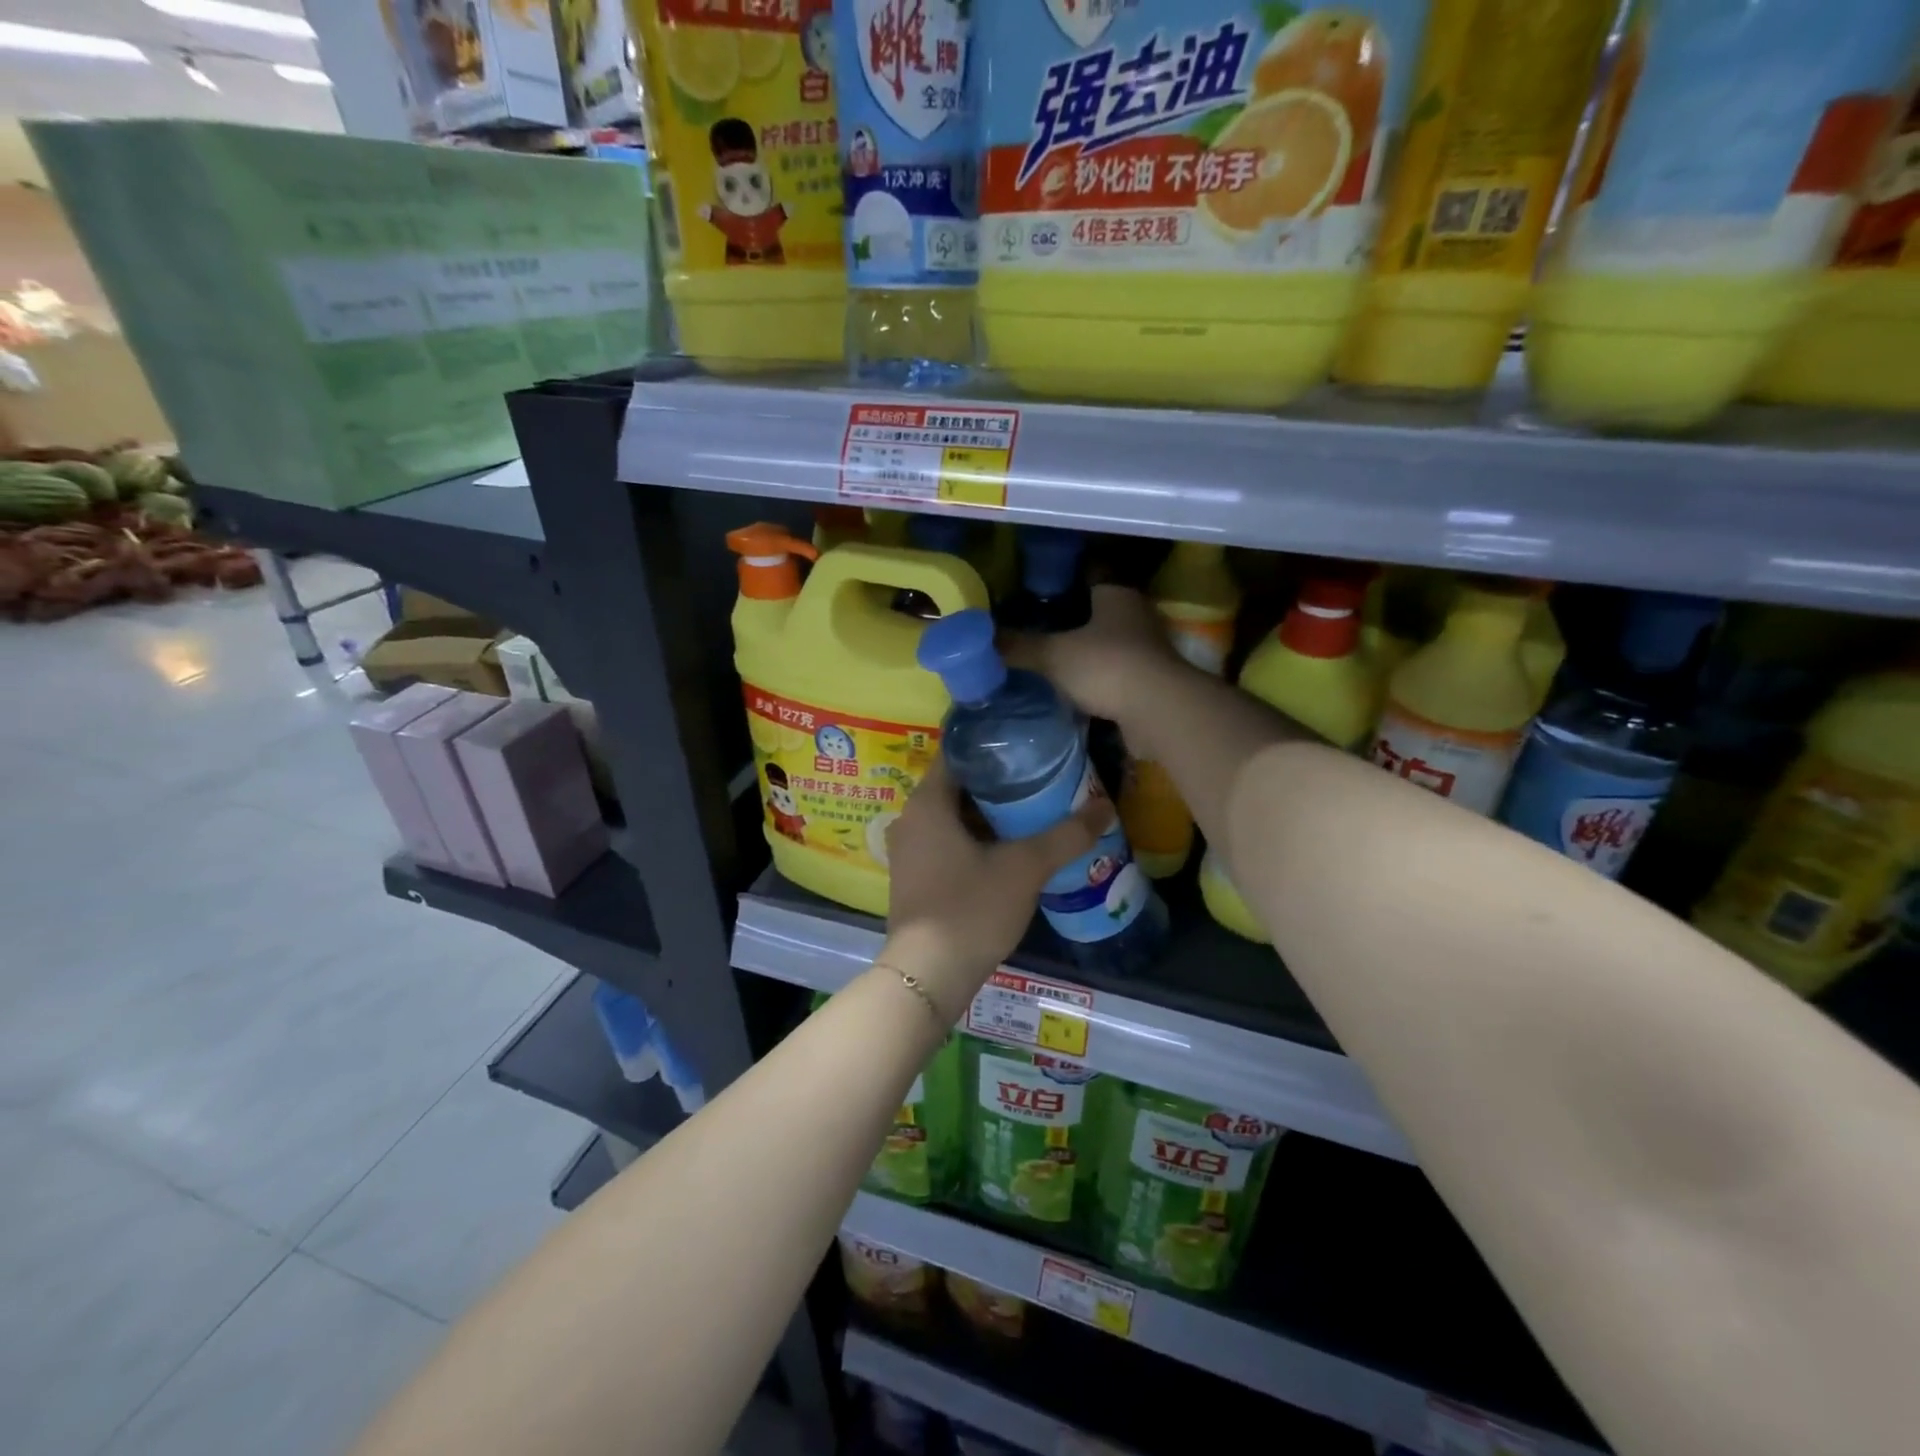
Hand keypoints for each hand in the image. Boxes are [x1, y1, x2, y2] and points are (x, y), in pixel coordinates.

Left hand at [882, 758, 1110, 1019]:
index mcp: (927, 802)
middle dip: (999, 781)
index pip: (959, 752)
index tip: (1029, 743)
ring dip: (989, 813)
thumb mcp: (1025, 868)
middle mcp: (911, 818)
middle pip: (959, 785)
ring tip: (1034, 808)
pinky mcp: (915, 876)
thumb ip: (1066, 835)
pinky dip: (976, 838)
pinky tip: (1009, 847)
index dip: (994, 744)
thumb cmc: (971, 908)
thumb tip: (1106, 806)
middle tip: (1042, 776)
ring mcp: (909, 850)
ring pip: (954, 816)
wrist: (928, 975)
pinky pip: (947, 841)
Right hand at [1005, 584, 1186, 724]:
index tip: (1040, 595)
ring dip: (1089, 655)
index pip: (1092, 578)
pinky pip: (1118, 677)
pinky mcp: (1152, 684)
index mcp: (1117, 596)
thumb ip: (1018, 646)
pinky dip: (1100, 683)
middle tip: (1040, 632)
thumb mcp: (1053, 655)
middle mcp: (1137, 617)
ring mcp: (1149, 652)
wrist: (1158, 711)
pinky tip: (1076, 693)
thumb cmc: (1107, 666)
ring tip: (1054, 664)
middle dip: (1075, 622)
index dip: (1067, 584)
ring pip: (1111, 646)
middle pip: (1101, 614)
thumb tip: (975, 639)